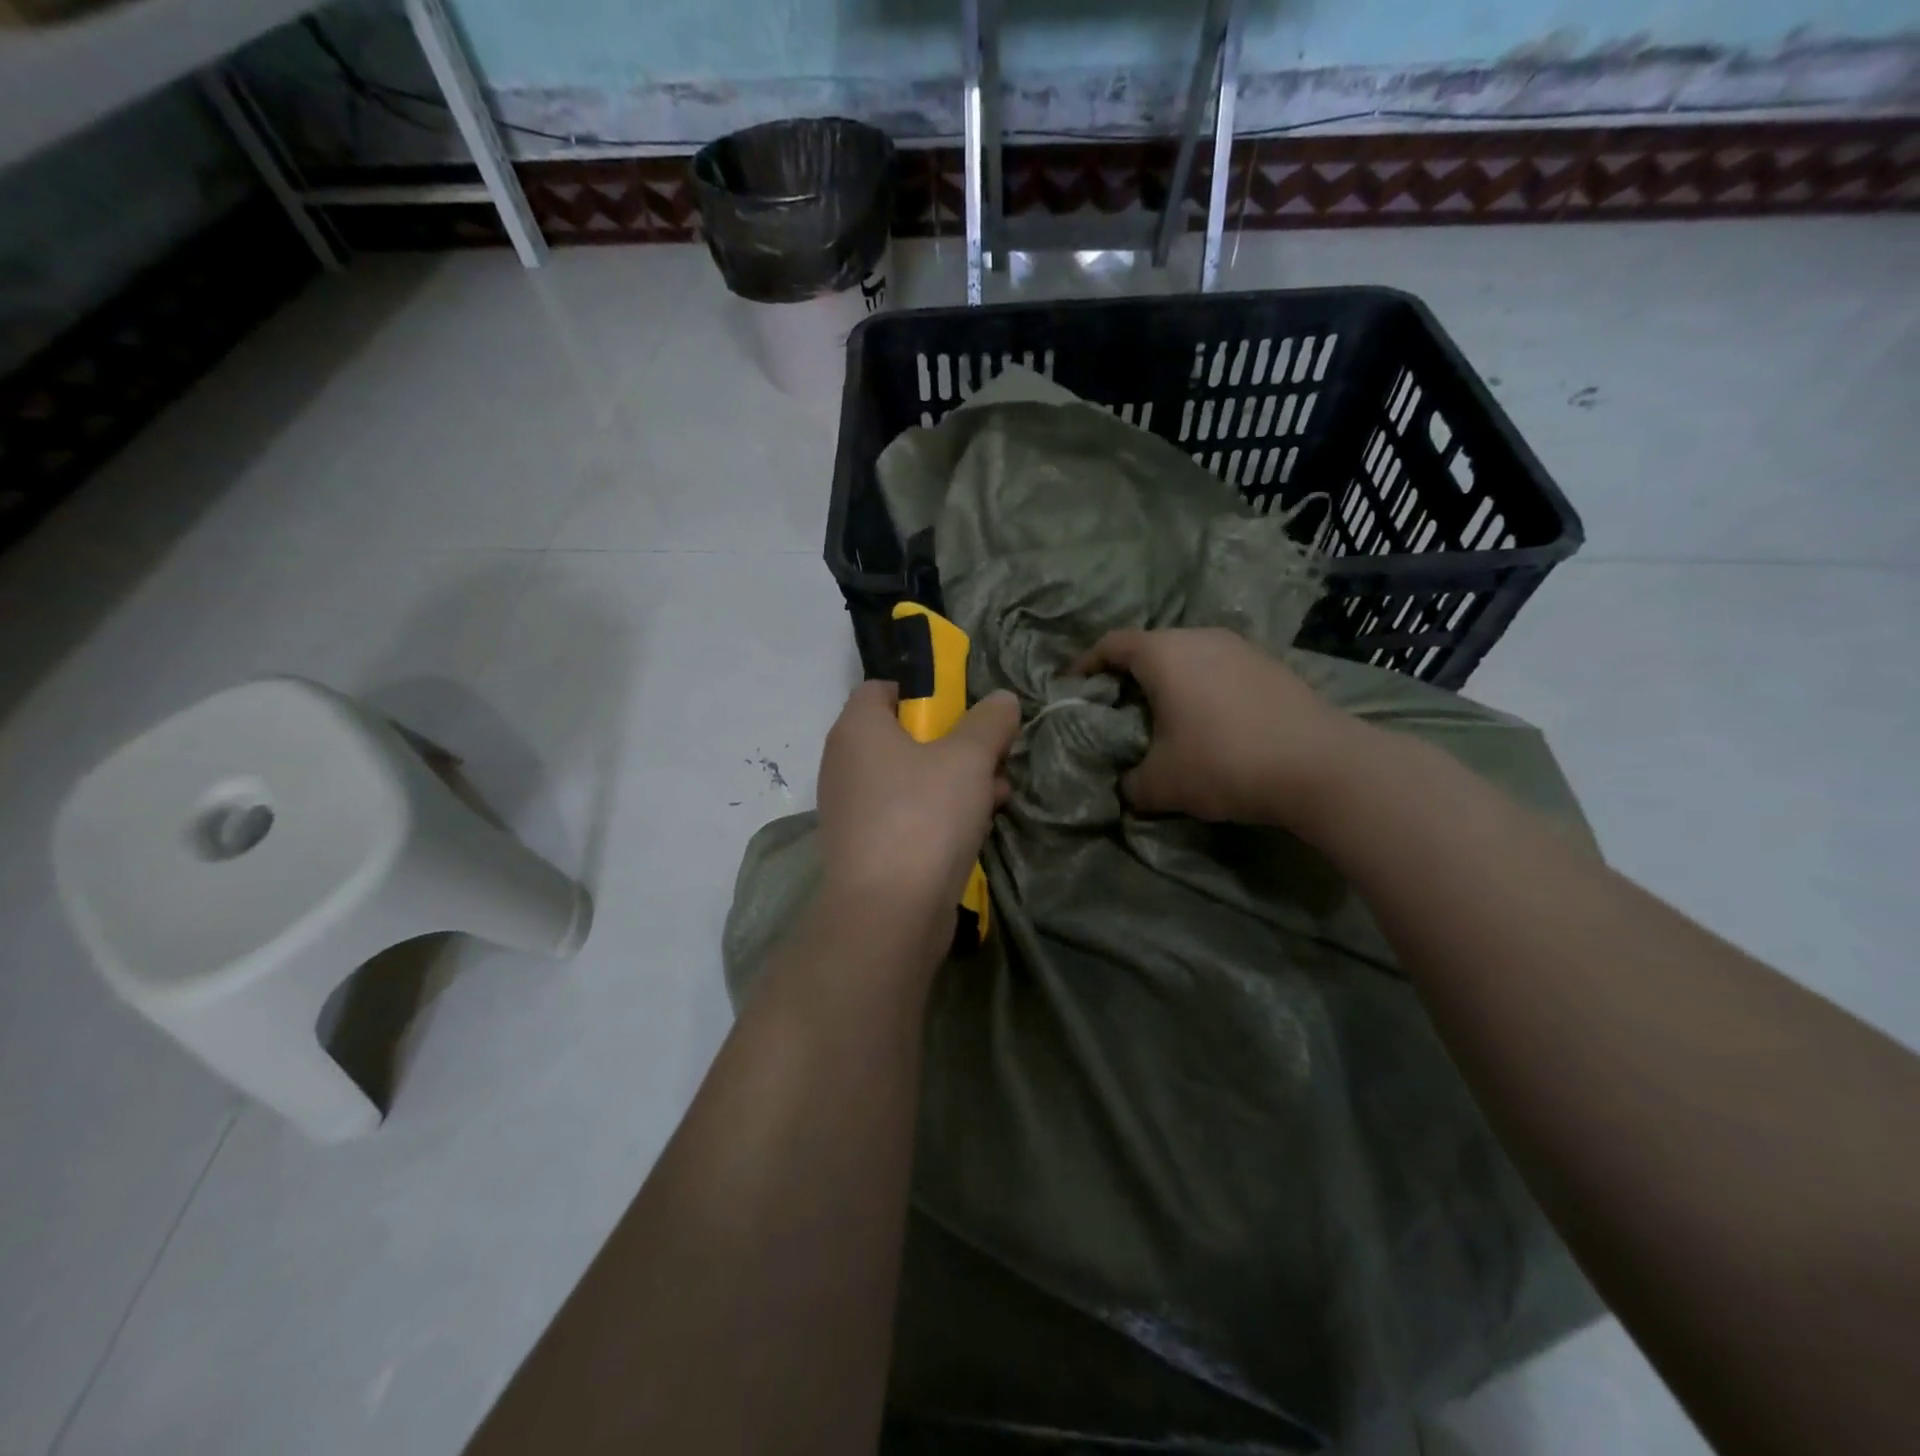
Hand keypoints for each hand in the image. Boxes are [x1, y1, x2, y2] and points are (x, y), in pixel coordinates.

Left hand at [816, 680, 1021, 930]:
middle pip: (904, 735)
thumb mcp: (968, 758)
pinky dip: (939, 813)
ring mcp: (853, 808)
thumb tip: (1001, 699)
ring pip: (911, 778)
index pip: (882, 688)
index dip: (924, 691)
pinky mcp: (866, 846)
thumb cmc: (924, 816)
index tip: (963, 710)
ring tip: (998, 795)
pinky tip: (978, 826)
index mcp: (857, 728)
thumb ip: (988, 722)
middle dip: (955, 743)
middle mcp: (846, 763)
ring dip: (956, 781)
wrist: (888, 913)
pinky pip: (906, 814)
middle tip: (993, 756)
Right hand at [1073, 628, 1357, 829]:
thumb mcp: (1161, 784)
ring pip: (1188, 655)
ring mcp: (1240, 647)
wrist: (1321, 766)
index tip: (1074, 687)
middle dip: (1127, 675)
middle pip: (1150, 647)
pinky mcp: (1270, 664)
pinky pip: (1219, 667)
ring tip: (1163, 716)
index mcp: (1163, 653)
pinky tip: (1209, 721)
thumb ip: (1129, 784)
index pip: (1111, 645)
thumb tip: (1125, 787)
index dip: (1086, 664)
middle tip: (1116, 708)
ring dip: (1169, 681)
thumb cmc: (1223, 762)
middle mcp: (1199, 637)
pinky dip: (1202, 686)